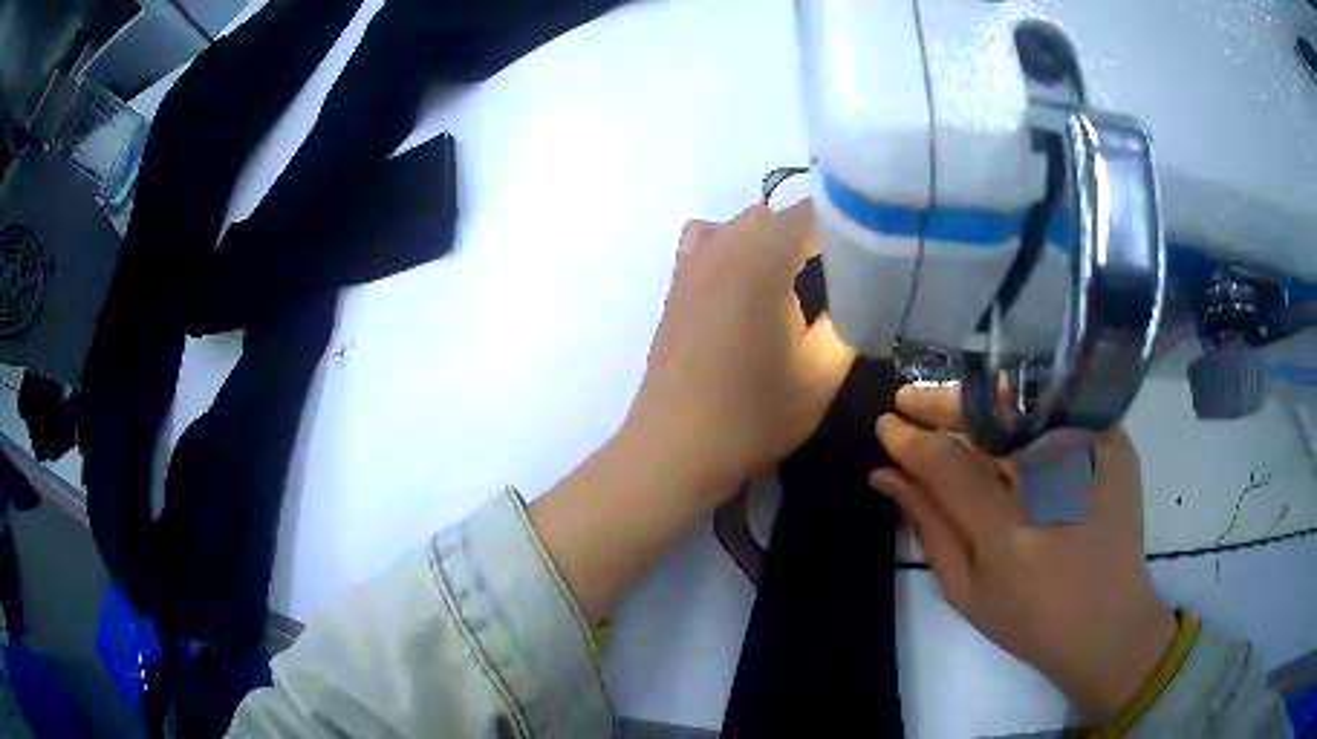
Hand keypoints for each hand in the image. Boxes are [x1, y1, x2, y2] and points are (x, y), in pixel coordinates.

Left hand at [621, 202, 854, 500]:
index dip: (849, 227)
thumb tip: (863, 292)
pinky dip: (733, 248)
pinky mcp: (676, 284)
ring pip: (743, 225)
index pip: (815, 213)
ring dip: (773, 241)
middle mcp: (723, 245)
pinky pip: (708, 242)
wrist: (676, 448)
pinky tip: (745, 283)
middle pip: (778, 215)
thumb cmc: (754, 414)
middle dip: (815, 236)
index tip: (873, 254)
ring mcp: (693, 262)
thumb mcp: (821, 373)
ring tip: (796, 281)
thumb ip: (849, 320)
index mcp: (762, 258)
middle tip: (843, 276)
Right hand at [871, 386, 1176, 720]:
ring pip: (1021, 405)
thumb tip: (886, 474)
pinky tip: (1003, 418)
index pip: (946, 464)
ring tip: (948, 408)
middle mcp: (1051, 485)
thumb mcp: (966, 590)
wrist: (1109, 622)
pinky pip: (1058, 410)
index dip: (910, 440)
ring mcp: (1090, 455)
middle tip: (908, 401)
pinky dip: (1024, 408)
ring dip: (977, 403)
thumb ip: (928, 526)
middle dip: (940, 405)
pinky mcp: (1115, 442)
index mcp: (1009, 534)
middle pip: (986, 420)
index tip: (885, 426)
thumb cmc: (1030, 621)